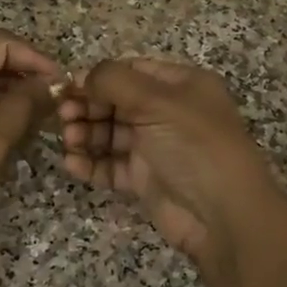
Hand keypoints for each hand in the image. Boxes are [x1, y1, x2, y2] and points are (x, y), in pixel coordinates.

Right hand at [59, 58, 279, 268]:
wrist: (223, 215)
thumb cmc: (194, 145)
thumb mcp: (157, 101)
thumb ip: (114, 81)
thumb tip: (81, 76)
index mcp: (181, 85)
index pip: (132, 71)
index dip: (99, 77)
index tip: (68, 86)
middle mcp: (169, 112)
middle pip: (117, 102)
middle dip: (88, 106)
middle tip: (63, 115)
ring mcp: (156, 147)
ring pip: (110, 134)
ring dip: (86, 134)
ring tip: (70, 140)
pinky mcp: (145, 179)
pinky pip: (111, 165)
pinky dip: (91, 163)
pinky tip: (72, 164)